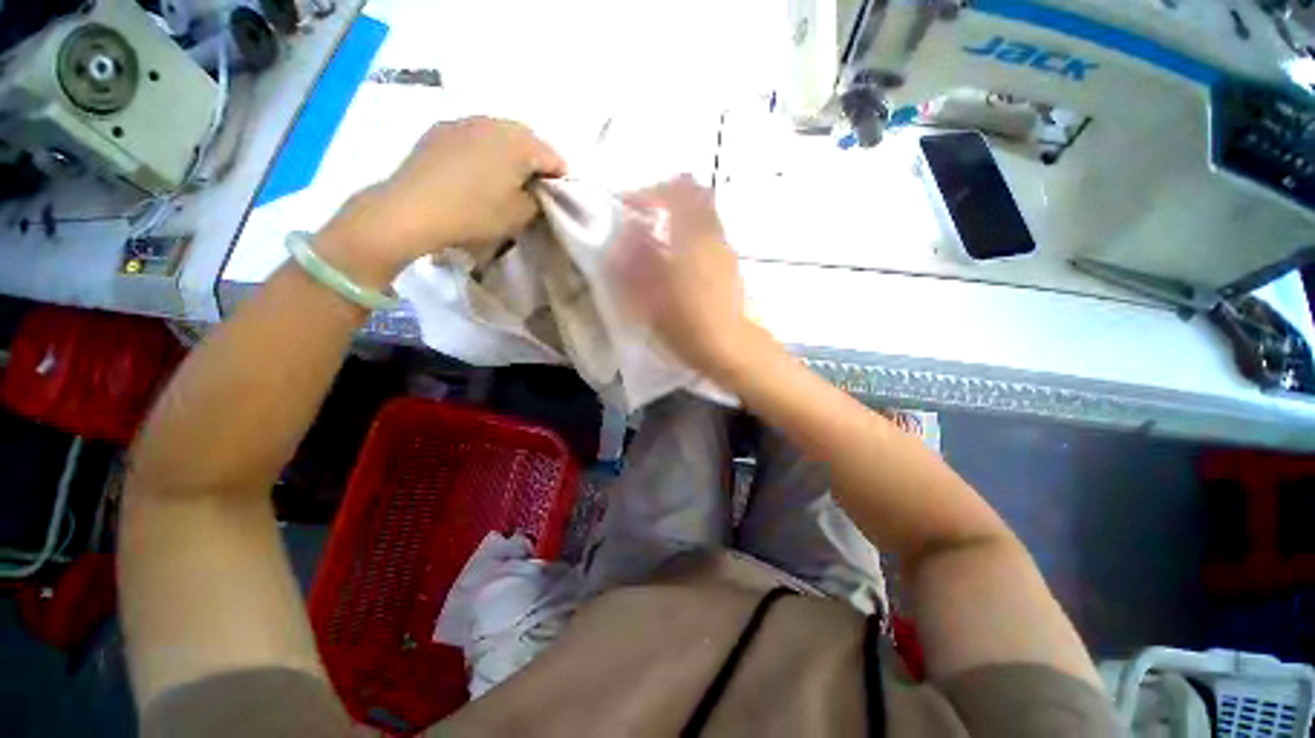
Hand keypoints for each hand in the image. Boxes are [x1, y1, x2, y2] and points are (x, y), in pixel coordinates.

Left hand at [316, 117, 564, 287]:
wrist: (411, 209)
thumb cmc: (475, 214)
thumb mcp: (520, 216)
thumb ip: (538, 199)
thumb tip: (537, 190)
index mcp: (520, 143)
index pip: (554, 158)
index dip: (561, 180)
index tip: (557, 200)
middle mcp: (494, 122)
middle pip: (528, 140)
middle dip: (536, 163)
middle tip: (534, 190)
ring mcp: (464, 122)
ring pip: (499, 135)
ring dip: (509, 155)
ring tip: (504, 180)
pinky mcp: (439, 129)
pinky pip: (474, 137)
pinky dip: (483, 151)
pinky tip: (475, 173)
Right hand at [609, 175, 756, 377]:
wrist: (735, 350)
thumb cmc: (691, 326)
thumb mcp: (653, 299)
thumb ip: (636, 263)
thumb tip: (626, 235)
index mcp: (694, 238)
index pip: (676, 190)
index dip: (649, 192)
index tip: (628, 207)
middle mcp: (713, 236)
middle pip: (695, 196)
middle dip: (666, 200)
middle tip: (644, 218)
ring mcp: (726, 251)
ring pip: (704, 217)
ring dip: (679, 219)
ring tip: (658, 242)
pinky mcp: (732, 267)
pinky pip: (709, 236)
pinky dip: (691, 236)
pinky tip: (679, 264)